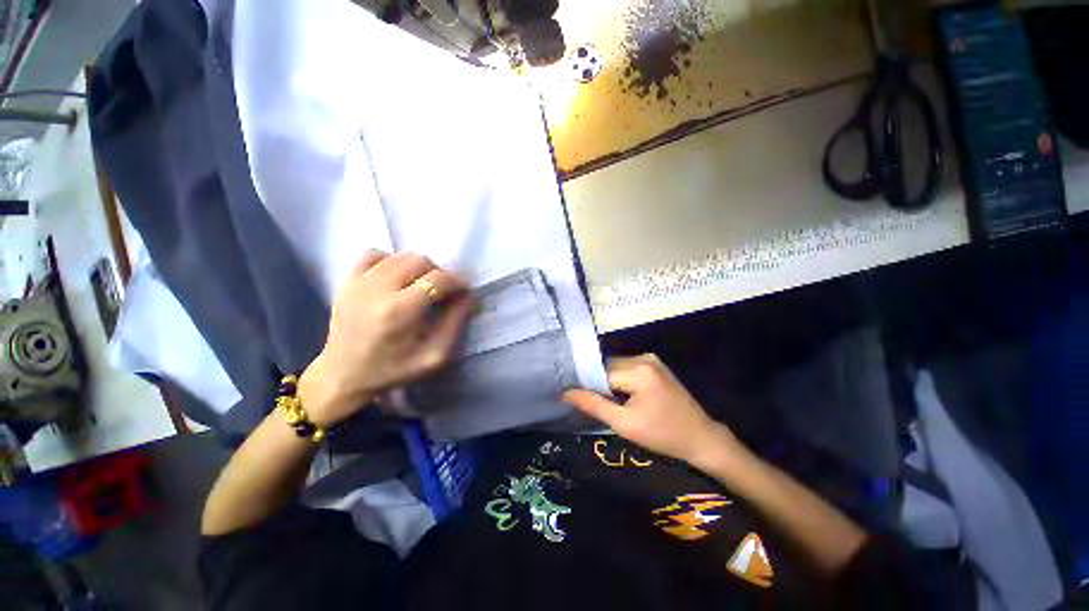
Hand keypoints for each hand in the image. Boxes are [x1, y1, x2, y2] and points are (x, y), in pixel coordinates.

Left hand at [299, 251, 474, 426]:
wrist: (342, 376)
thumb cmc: (392, 370)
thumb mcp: (434, 356)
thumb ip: (455, 323)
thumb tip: (469, 296)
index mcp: (399, 312)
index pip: (437, 279)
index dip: (457, 281)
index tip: (463, 291)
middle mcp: (377, 290)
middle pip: (420, 261)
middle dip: (439, 273)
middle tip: (443, 291)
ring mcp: (358, 282)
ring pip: (400, 256)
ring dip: (419, 267)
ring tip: (421, 286)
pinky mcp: (346, 281)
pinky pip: (374, 255)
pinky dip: (391, 261)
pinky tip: (396, 278)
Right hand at [563, 354, 743, 468]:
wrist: (701, 437)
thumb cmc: (663, 434)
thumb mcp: (625, 424)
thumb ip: (594, 405)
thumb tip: (566, 393)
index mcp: (638, 370)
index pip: (600, 372)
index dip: (587, 385)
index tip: (575, 397)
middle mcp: (644, 357)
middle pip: (608, 367)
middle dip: (598, 382)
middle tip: (591, 402)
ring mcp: (651, 359)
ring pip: (616, 366)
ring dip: (608, 381)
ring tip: (605, 400)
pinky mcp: (655, 364)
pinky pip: (627, 368)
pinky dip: (620, 380)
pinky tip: (620, 395)